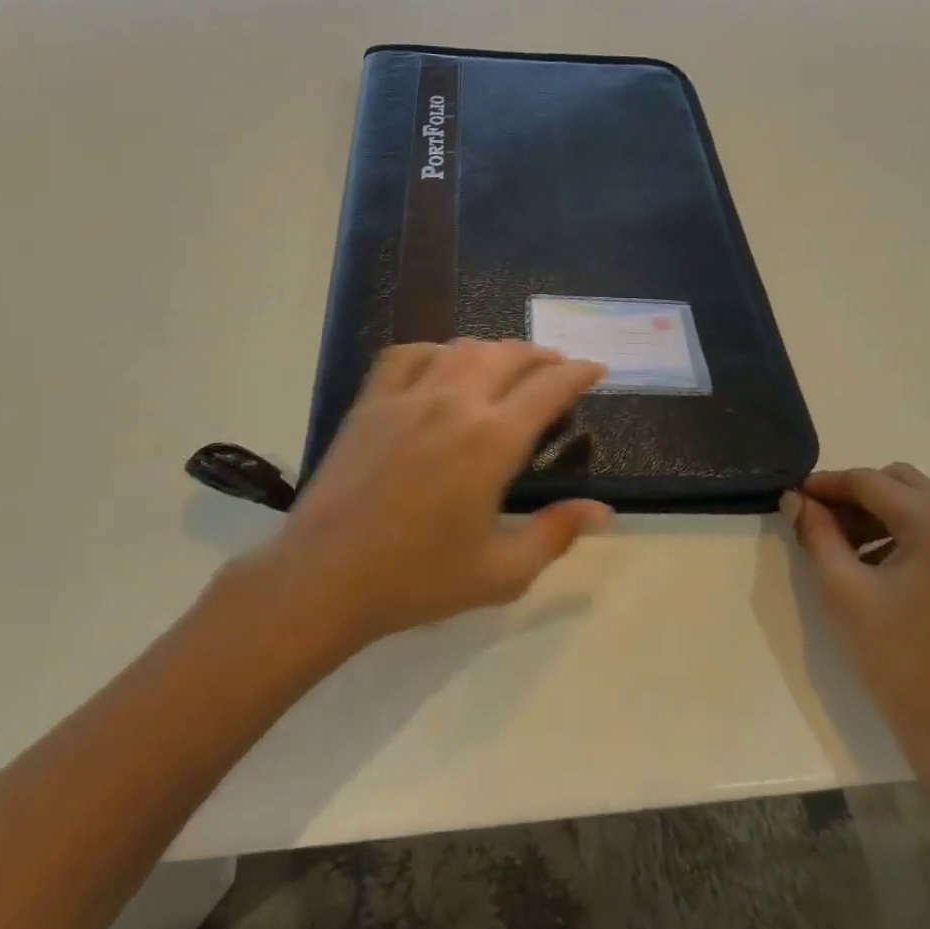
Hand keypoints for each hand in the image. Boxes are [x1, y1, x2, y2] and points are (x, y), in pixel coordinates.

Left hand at [254, 339, 611, 648]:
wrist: (326, 576)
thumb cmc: (418, 579)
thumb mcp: (501, 573)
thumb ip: (556, 534)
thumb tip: (603, 510)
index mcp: (492, 441)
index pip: (549, 388)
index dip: (578, 373)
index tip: (595, 369)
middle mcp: (455, 403)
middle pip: (508, 356)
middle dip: (541, 355)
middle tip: (556, 367)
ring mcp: (408, 396)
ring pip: (461, 348)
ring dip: (494, 349)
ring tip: (507, 364)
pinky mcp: (371, 401)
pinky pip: (407, 354)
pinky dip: (434, 350)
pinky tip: (441, 364)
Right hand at [780, 464, 929, 808]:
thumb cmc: (901, 663)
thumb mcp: (844, 591)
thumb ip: (816, 533)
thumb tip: (795, 499)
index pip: (870, 481)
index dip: (826, 484)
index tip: (792, 498)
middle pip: (901, 484)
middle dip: (854, 496)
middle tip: (817, 523)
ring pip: (922, 507)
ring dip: (879, 516)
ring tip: (843, 550)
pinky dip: (906, 537)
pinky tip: (880, 570)